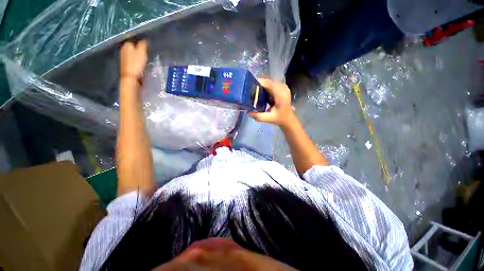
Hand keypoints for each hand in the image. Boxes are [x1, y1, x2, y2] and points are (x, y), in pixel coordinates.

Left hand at [119, 40, 147, 80]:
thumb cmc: (136, 64)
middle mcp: (123, 48)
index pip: (134, 38)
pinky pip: (131, 57)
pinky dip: (135, 58)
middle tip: (147, 50)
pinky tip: (140, 61)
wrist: (130, 77)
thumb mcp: (142, 52)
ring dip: (137, 53)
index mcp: (127, 44)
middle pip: (132, 45)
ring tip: (144, 55)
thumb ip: (143, 44)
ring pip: (132, 51)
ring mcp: (123, 56)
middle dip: (138, 46)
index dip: (141, 41)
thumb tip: (144, 39)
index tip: (147, 44)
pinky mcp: (125, 63)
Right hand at [249, 79, 294, 127]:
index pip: (269, 84)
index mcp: (281, 95)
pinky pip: (271, 85)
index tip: (249, 85)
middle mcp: (283, 88)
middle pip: (268, 82)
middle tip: (249, 90)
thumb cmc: (279, 118)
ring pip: (269, 83)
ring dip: (261, 86)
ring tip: (253, 92)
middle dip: (258, 85)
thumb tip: (247, 112)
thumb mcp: (269, 119)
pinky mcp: (281, 88)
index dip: (259, 82)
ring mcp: (283, 87)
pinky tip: (260, 94)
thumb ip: (258, 116)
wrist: (288, 118)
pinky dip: (265, 88)